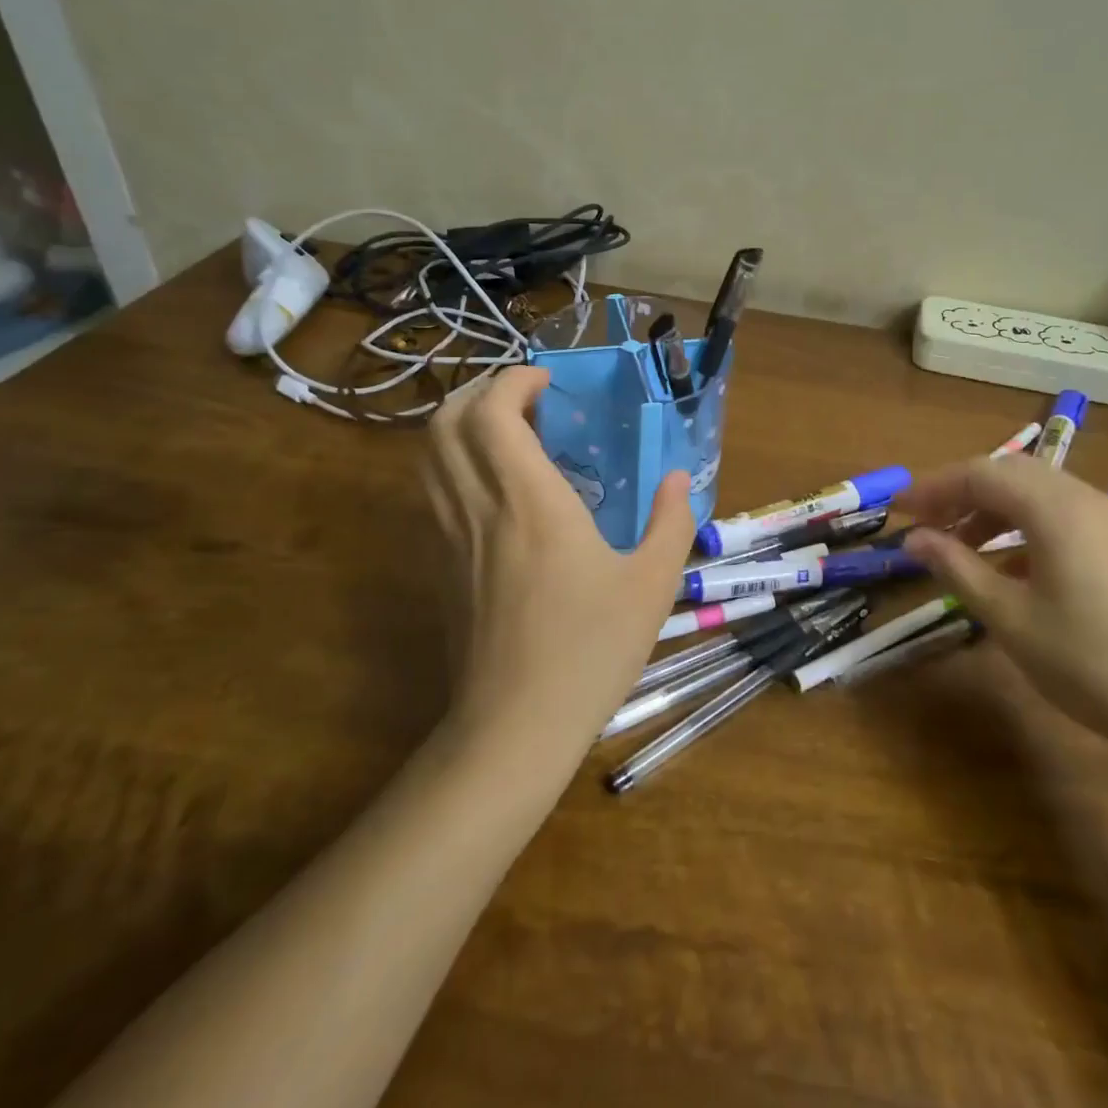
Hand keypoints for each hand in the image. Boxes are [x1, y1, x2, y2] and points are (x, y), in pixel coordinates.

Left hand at [419, 367, 697, 772]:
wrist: (515, 726)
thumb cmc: (590, 650)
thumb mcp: (653, 586)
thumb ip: (672, 522)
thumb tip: (679, 480)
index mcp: (531, 501)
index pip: (492, 413)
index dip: (513, 381)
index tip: (548, 382)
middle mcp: (479, 507)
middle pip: (446, 422)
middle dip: (480, 392)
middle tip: (525, 399)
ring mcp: (449, 538)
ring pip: (429, 456)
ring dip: (460, 425)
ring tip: (507, 432)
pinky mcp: (439, 566)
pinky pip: (432, 492)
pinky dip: (453, 464)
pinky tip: (494, 487)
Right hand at [899, 457, 1107, 763]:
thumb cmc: (1091, 662)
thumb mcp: (1010, 617)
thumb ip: (957, 568)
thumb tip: (914, 538)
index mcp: (1057, 508)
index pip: (982, 473)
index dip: (935, 486)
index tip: (899, 510)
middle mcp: (1088, 499)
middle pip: (1012, 474)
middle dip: (962, 492)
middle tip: (925, 524)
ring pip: (1040, 493)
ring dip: (994, 510)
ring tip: (960, 546)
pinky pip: (1065, 517)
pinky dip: (1026, 528)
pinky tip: (1012, 568)